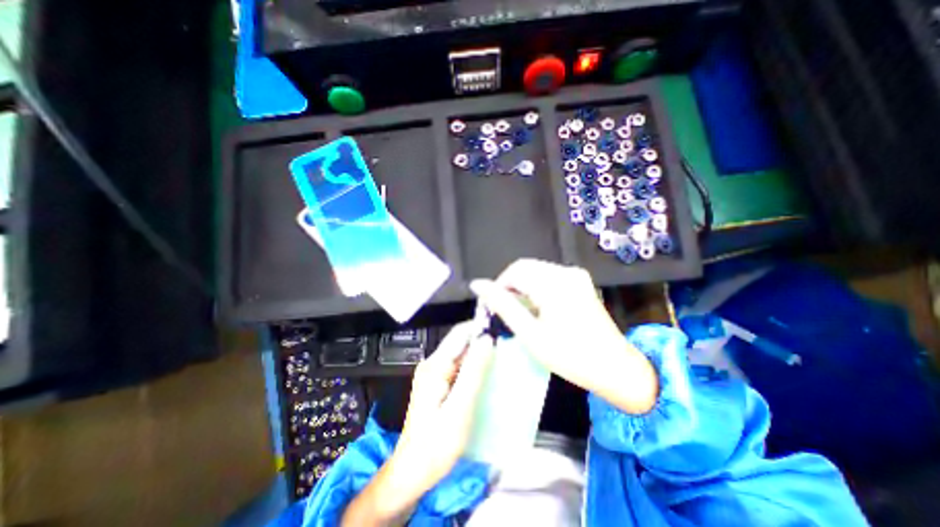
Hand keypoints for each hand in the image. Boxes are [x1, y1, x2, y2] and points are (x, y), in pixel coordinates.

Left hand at [394, 323, 494, 486]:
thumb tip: (487, 340)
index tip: (503, 330)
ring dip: (480, 354)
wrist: (412, 471)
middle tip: (506, 348)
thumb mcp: (459, 408)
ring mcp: (434, 372)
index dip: (481, 328)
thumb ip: (473, 372)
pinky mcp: (437, 382)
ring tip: (501, 360)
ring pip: (462, 354)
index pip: (461, 333)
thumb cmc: (435, 445)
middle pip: (461, 342)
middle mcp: (433, 363)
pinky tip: (486, 375)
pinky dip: (474, 366)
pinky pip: (459, 366)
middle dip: (483, 341)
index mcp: (435, 365)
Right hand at [470, 259, 658, 414]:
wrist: (616, 368)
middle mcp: (566, 272)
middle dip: (509, 285)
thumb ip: (503, 306)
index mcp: (554, 284)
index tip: (492, 306)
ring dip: (522, 286)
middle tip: (504, 310)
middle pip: (525, 267)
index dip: (498, 286)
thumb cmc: (570, 356)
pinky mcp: (580, 280)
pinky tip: (537, 306)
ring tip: (519, 311)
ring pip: (536, 270)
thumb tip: (478, 285)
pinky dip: (536, 287)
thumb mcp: (530, 334)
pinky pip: (549, 275)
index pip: (514, 271)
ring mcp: (575, 274)